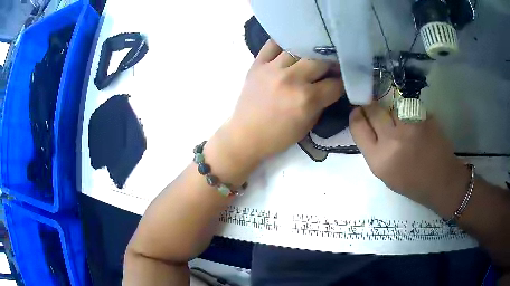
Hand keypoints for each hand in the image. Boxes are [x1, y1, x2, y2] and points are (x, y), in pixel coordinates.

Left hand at [224, 40, 343, 161]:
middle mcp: (292, 79)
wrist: (245, 135)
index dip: (343, 83)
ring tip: (314, 55)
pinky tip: (291, 46)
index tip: (344, 81)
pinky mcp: (257, 64)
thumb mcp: (308, 125)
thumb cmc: (278, 135)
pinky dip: (284, 43)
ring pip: (300, 48)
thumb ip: (322, 103)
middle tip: (332, 66)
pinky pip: (273, 44)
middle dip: (332, 64)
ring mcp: (273, 68)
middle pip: (321, 61)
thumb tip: (333, 86)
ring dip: (311, 52)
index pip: (335, 84)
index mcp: (306, 99)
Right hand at [349, 104, 468, 211]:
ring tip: (400, 119)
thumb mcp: (385, 174)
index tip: (360, 111)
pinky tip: (416, 123)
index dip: (357, 115)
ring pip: (391, 104)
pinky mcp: (424, 118)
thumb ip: (374, 149)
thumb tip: (368, 125)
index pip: (358, 125)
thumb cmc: (412, 183)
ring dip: (392, 108)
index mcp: (378, 159)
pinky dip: (409, 111)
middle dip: (372, 106)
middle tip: (377, 110)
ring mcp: (410, 126)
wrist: (442, 181)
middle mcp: (392, 140)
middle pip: (373, 109)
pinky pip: (409, 107)